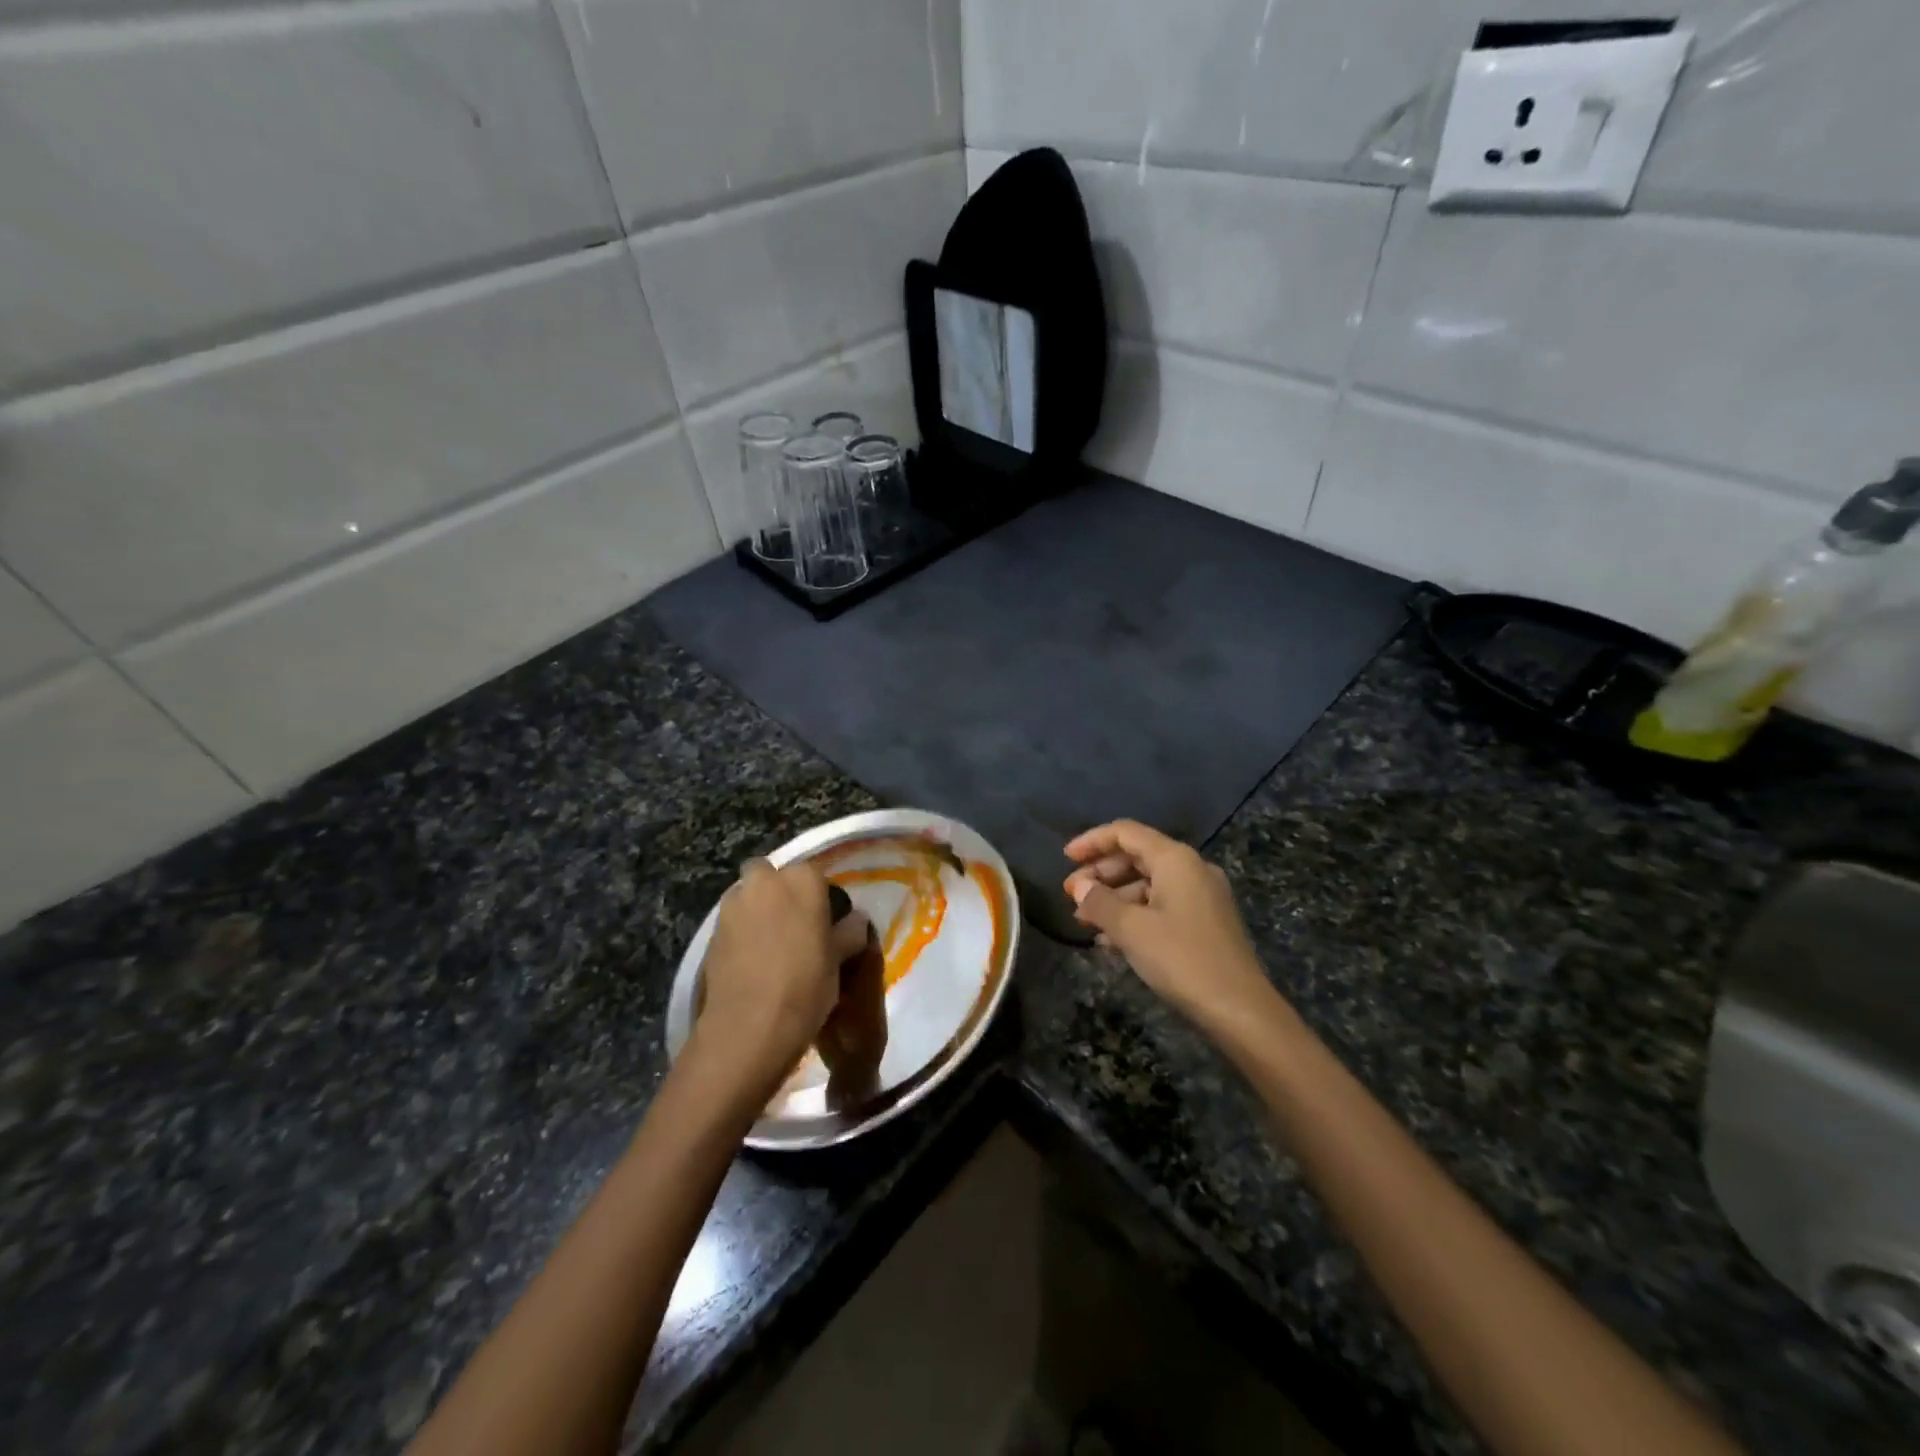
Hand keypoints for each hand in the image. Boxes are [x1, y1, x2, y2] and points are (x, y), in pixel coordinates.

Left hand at [696, 859, 868, 1104]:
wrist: (749, 1027)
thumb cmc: (805, 985)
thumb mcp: (838, 960)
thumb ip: (849, 932)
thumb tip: (857, 919)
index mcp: (801, 880)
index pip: (814, 873)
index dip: (818, 895)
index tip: (824, 919)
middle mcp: (764, 882)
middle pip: (770, 873)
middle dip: (777, 889)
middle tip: (792, 921)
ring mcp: (732, 905)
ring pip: (746, 895)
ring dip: (755, 908)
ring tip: (769, 942)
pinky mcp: (711, 932)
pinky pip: (731, 922)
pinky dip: (740, 932)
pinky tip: (750, 960)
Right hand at [1063, 820, 1272, 1031]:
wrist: (1239, 1009)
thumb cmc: (1181, 958)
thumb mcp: (1131, 929)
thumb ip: (1099, 902)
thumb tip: (1079, 886)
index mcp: (1175, 859)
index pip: (1125, 833)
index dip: (1092, 841)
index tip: (1065, 858)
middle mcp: (1191, 869)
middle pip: (1136, 856)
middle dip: (1100, 873)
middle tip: (1071, 896)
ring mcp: (1201, 896)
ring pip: (1147, 883)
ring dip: (1114, 898)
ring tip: (1085, 922)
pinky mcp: (1205, 922)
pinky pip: (1161, 905)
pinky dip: (1134, 914)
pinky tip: (1111, 940)